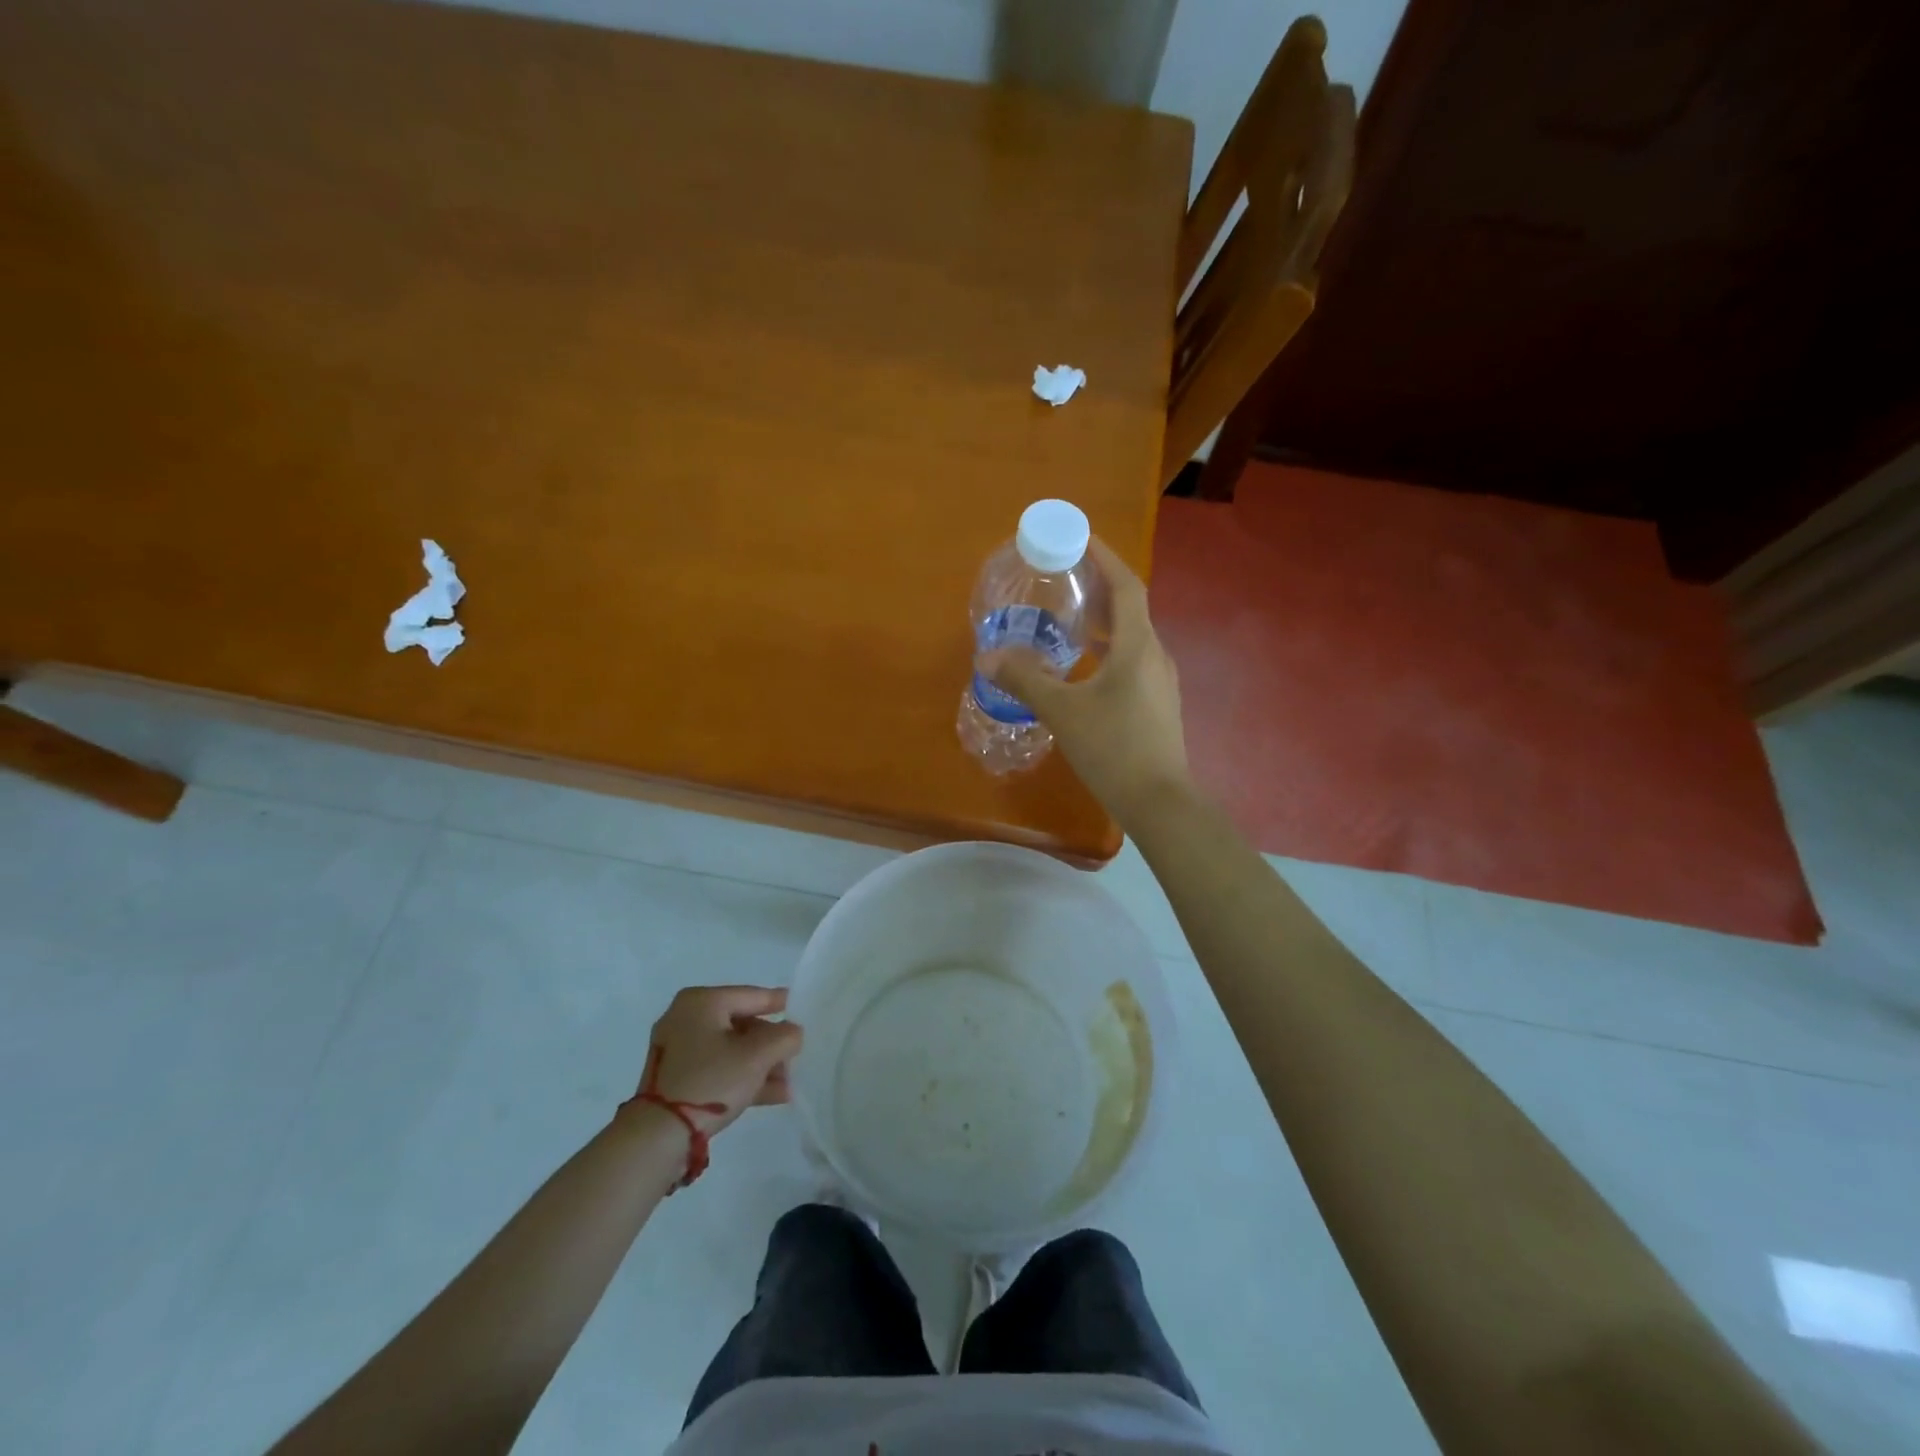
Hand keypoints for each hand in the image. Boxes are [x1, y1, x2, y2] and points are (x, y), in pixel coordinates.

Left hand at [636, 986, 803, 1137]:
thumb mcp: (757, 1056)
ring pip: (730, 1050)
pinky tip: (772, 1094)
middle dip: (771, 1044)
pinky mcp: (675, 1078)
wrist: (656, 1137)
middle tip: (795, 1056)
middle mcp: (686, 1018)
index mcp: (701, 1002)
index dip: (779, 1002)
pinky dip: (742, 1077)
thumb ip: (785, 1037)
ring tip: (789, 1082)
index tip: (800, 1006)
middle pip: (741, 1024)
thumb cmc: (710, 1081)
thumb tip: (793, 1032)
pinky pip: (717, 1068)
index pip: (750, 995)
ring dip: (761, 1065)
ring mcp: (678, 1050)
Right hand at [992, 538, 1191, 827]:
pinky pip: (1132, 662)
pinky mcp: (1157, 705)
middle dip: (1099, 588)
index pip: (1126, 585)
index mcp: (1137, 645)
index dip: (1105, 558)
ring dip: (1103, 622)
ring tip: (1069, 620)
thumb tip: (987, 656)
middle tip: (1065, 578)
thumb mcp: (1062, 711)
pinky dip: (1108, 651)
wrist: (1159, 801)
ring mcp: (1160, 682)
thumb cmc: (1112, 747)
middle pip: (1130, 608)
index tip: (1081, 538)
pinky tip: (1084, 669)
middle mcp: (1155, 655)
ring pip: (1131, 638)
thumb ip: (1025, 680)